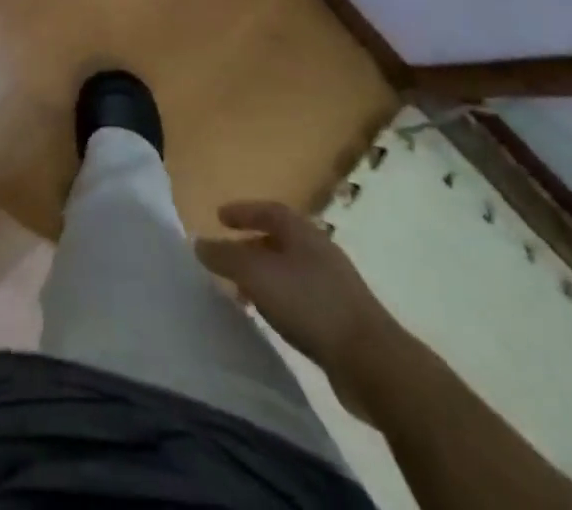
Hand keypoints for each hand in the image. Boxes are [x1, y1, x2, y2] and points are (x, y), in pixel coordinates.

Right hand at [195, 200, 400, 402]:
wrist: (373, 362)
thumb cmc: (311, 304)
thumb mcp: (257, 275)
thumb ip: (225, 257)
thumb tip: (198, 242)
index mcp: (302, 231)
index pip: (268, 210)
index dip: (242, 211)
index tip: (219, 217)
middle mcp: (319, 250)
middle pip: (279, 240)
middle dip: (250, 246)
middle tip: (226, 259)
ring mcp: (334, 285)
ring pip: (289, 270)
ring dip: (264, 276)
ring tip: (242, 294)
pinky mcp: (342, 318)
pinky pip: (301, 298)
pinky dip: (280, 300)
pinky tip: (272, 319)